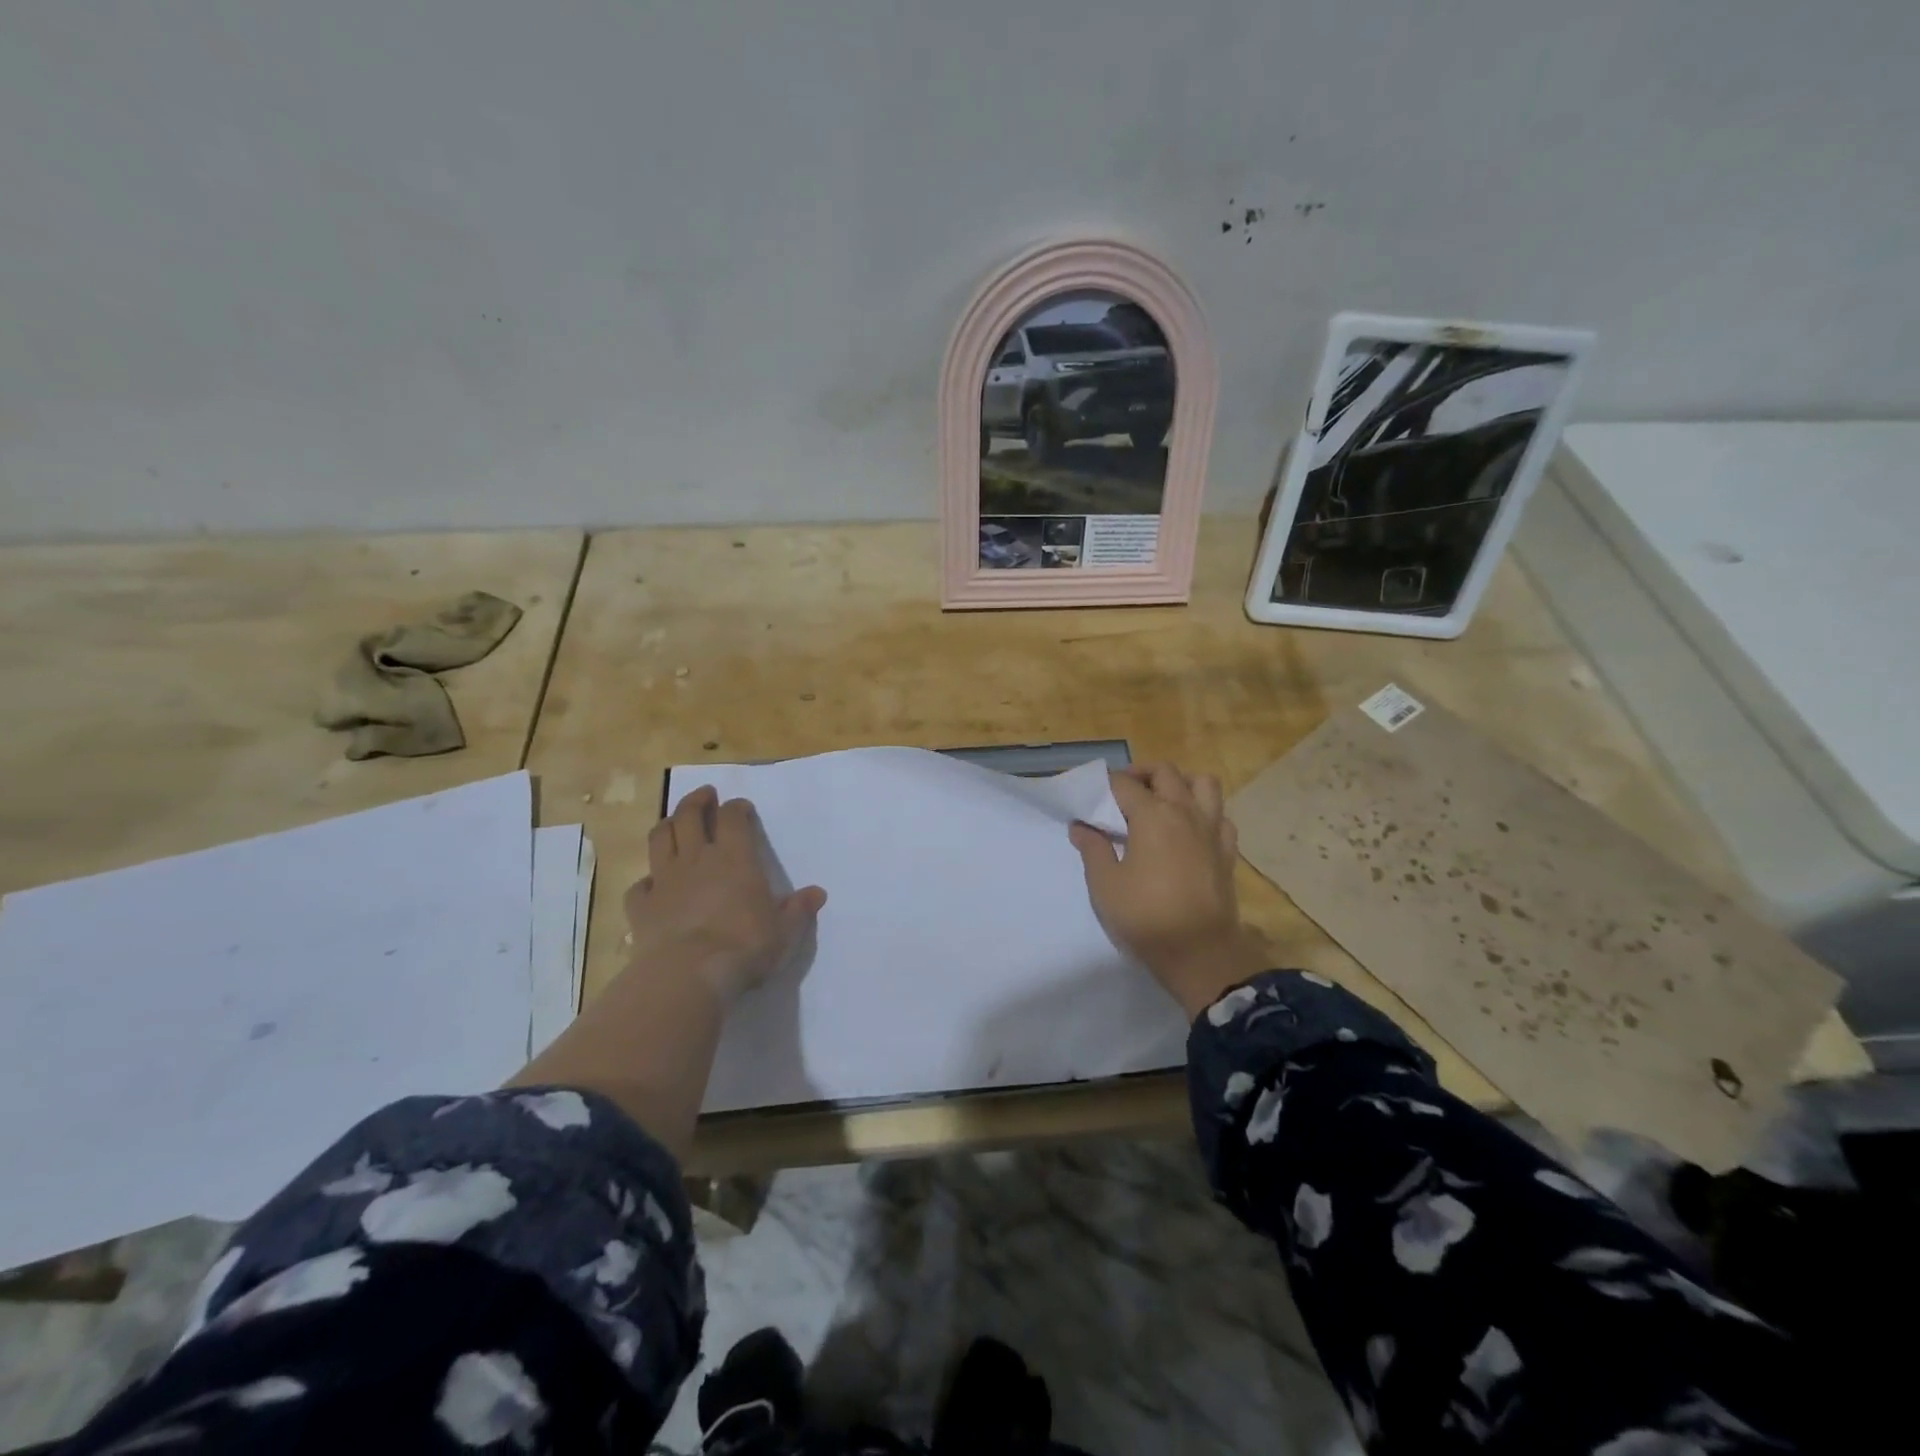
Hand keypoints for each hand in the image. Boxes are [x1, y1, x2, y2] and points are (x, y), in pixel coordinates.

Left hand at [626, 786, 826, 1003]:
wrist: (689, 975)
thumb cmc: (745, 947)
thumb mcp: (785, 931)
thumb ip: (799, 910)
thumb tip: (817, 893)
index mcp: (735, 858)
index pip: (733, 817)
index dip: (737, 808)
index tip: (742, 807)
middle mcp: (697, 859)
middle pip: (689, 816)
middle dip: (697, 801)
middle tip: (705, 795)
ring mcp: (665, 881)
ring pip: (659, 839)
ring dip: (667, 826)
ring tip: (674, 822)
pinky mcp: (641, 907)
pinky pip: (640, 886)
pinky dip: (646, 881)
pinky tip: (652, 886)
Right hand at [1069, 764, 1268, 1016]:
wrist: (1200, 953)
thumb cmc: (1146, 916)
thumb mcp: (1105, 884)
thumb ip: (1093, 849)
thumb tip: (1081, 826)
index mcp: (1152, 815)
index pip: (1124, 784)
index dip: (1104, 785)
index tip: (1090, 794)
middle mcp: (1185, 812)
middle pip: (1165, 772)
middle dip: (1141, 774)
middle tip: (1123, 793)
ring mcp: (1211, 829)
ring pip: (1203, 784)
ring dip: (1181, 783)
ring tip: (1163, 800)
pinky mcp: (1227, 851)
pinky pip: (1220, 816)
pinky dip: (1205, 812)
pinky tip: (1190, 829)